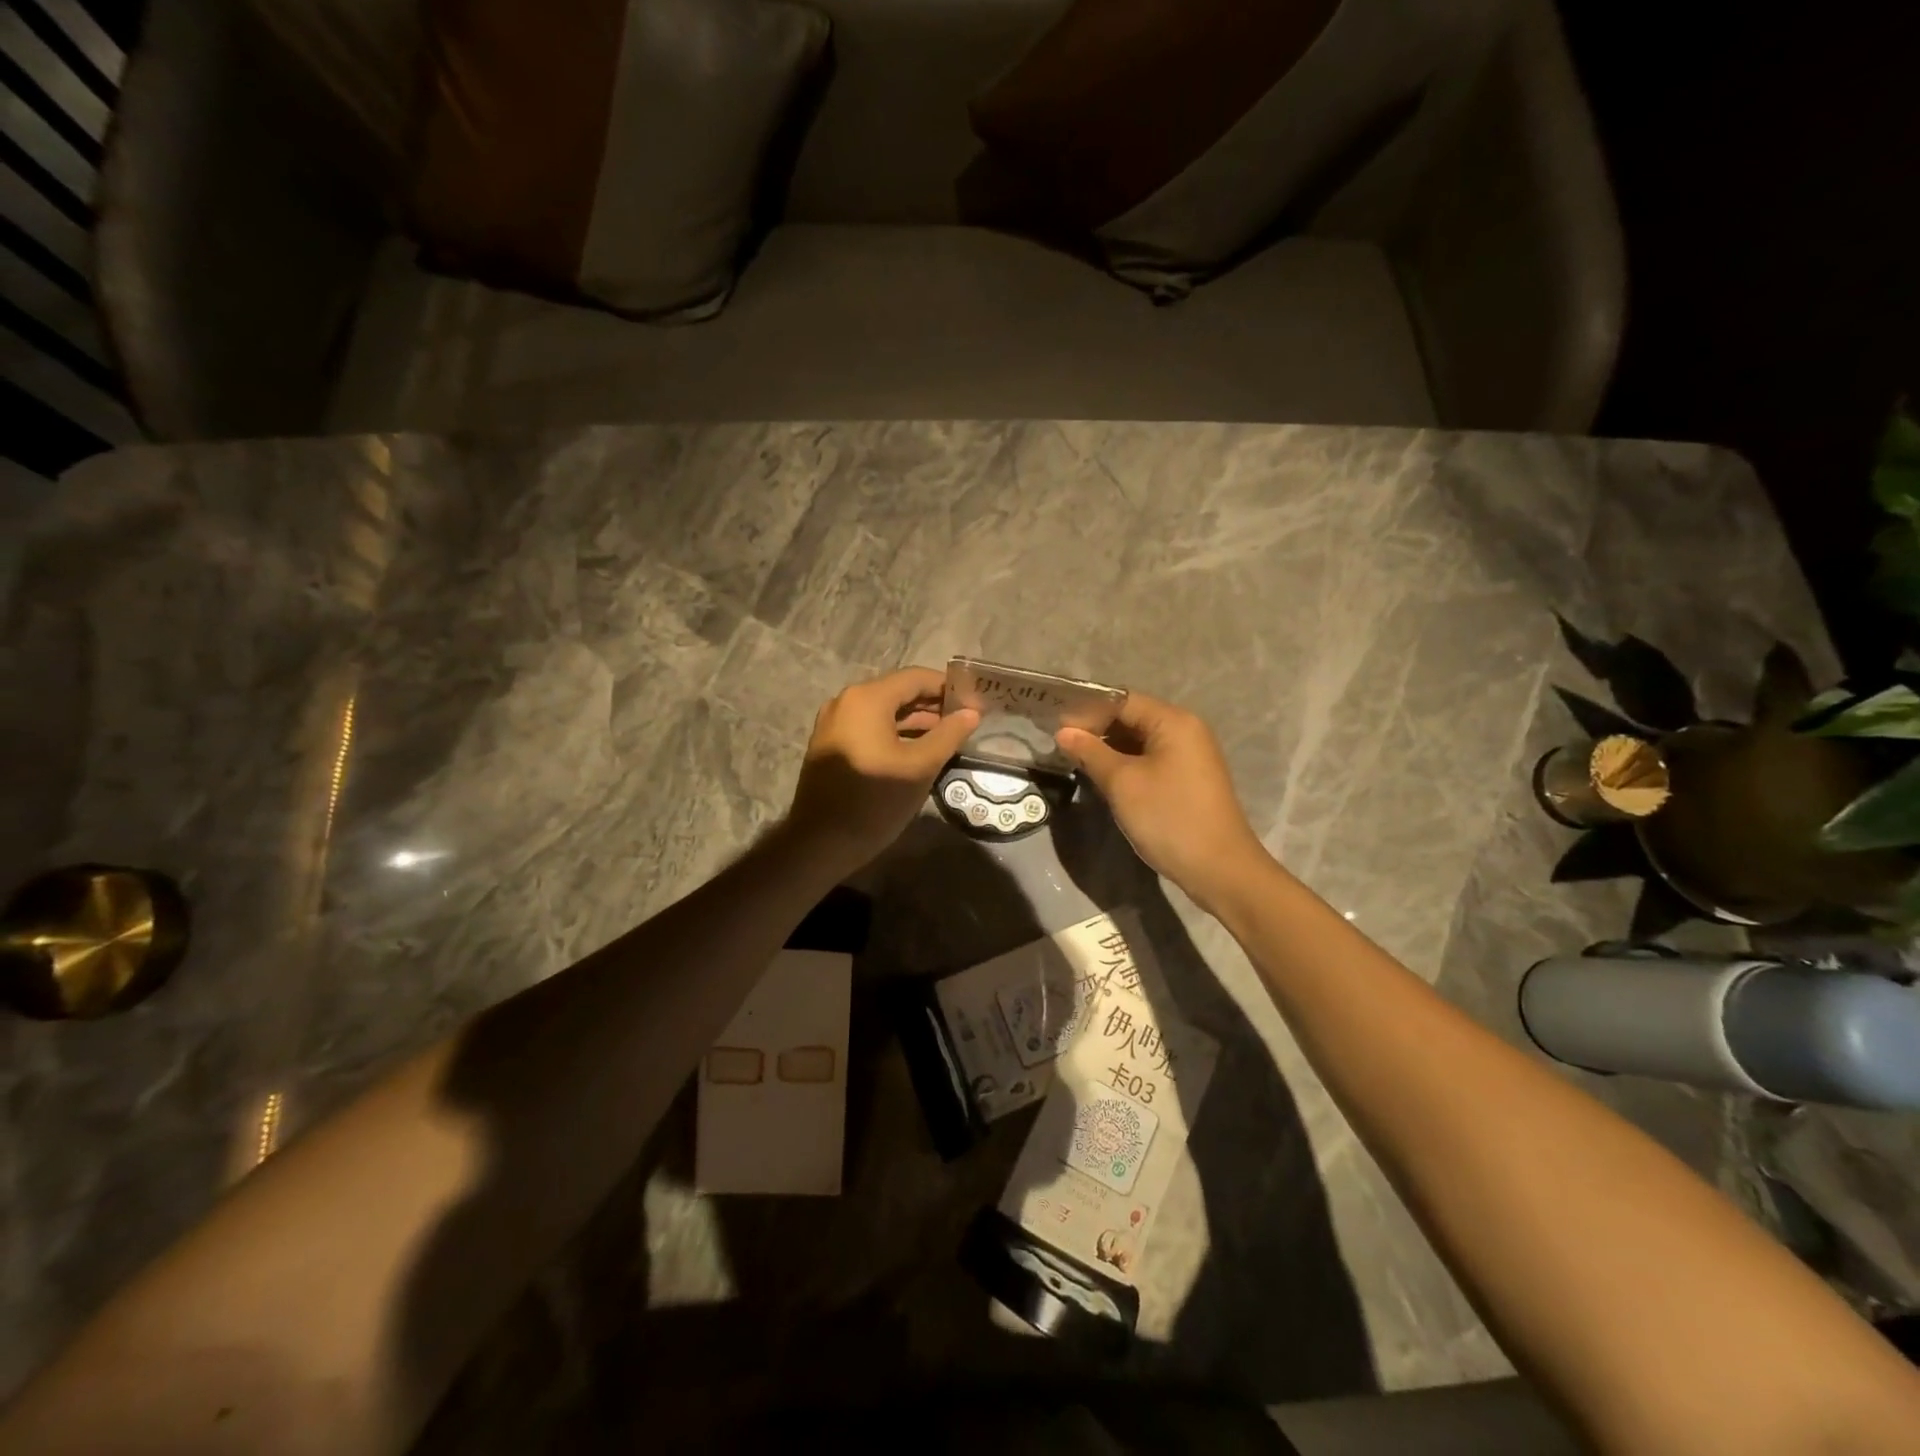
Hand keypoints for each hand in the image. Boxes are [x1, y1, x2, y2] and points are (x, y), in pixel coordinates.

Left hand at [783, 667, 978, 876]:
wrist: (820, 842)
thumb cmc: (875, 800)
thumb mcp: (920, 767)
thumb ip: (948, 735)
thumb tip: (972, 714)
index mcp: (867, 698)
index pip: (916, 678)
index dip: (948, 688)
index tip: (975, 703)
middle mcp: (847, 701)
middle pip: (898, 692)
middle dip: (933, 705)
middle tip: (966, 721)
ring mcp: (835, 722)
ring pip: (884, 711)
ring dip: (916, 721)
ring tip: (948, 737)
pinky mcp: (831, 744)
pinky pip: (870, 727)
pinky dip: (895, 733)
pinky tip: (919, 750)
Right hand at [1057, 694, 1268, 911]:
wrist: (1219, 869)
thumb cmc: (1169, 818)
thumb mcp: (1122, 783)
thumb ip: (1091, 752)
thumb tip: (1064, 732)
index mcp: (1173, 721)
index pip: (1122, 700)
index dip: (1087, 710)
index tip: (1055, 724)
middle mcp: (1185, 730)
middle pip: (1132, 718)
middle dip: (1096, 729)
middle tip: (1059, 744)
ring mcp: (1189, 756)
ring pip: (1139, 741)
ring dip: (1108, 749)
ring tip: (1074, 760)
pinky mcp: (1187, 779)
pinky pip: (1150, 760)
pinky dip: (1125, 764)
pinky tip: (1101, 777)